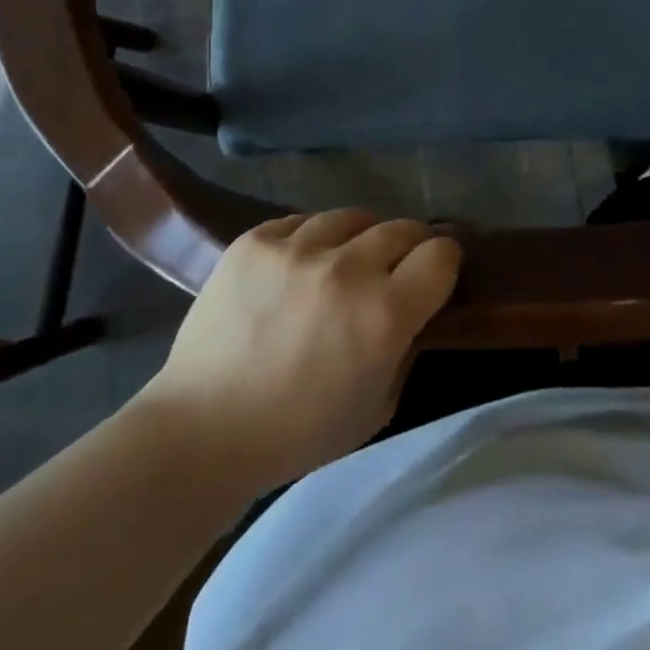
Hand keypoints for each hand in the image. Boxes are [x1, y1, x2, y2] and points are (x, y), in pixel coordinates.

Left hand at [141, 211, 460, 490]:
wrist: (204, 428)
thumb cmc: (300, 432)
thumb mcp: (380, 405)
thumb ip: (407, 347)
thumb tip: (416, 309)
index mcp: (384, 314)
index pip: (441, 255)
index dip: (445, 264)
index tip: (436, 275)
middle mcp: (347, 270)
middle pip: (403, 227)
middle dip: (411, 245)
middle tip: (397, 267)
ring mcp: (297, 248)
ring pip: (353, 217)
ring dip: (361, 238)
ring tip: (347, 260)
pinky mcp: (256, 240)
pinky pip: (303, 221)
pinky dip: (313, 239)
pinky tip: (302, 264)